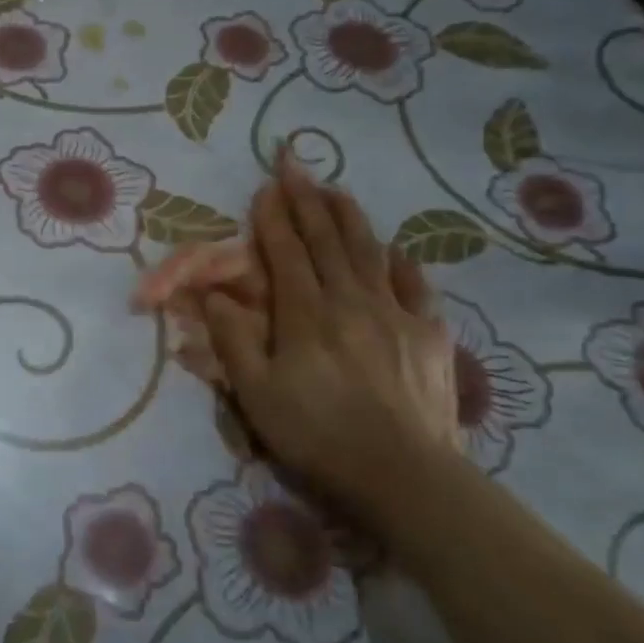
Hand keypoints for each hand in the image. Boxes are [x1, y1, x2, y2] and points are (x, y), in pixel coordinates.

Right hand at [205, 154, 464, 529]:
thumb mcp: (256, 395)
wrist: (404, 477)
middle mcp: (350, 301)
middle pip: (327, 241)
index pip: (286, 254)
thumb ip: (234, 340)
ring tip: (336, 189)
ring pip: (368, 252)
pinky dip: (398, 261)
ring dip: (349, 217)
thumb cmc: (317, 437)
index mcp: (306, 315)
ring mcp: (395, 314)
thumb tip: (214, 295)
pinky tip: (392, 249)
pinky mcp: (429, 335)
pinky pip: (413, 285)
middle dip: (308, 200)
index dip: (273, 218)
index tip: (265, 188)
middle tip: (296, 165)